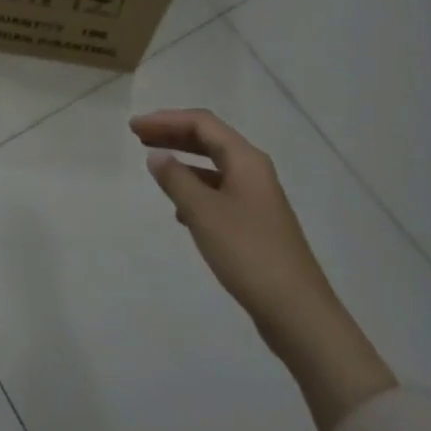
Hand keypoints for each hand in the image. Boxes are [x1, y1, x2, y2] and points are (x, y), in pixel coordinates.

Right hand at [129, 108, 328, 345]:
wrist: (296, 311)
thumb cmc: (247, 253)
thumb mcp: (203, 213)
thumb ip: (177, 180)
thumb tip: (157, 156)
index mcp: (246, 160)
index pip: (202, 123)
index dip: (166, 120)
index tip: (134, 127)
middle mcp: (254, 171)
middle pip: (209, 139)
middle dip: (173, 134)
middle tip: (138, 137)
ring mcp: (257, 198)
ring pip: (214, 166)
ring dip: (183, 160)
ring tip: (155, 165)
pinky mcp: (255, 223)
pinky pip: (219, 191)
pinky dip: (195, 188)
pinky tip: (179, 209)